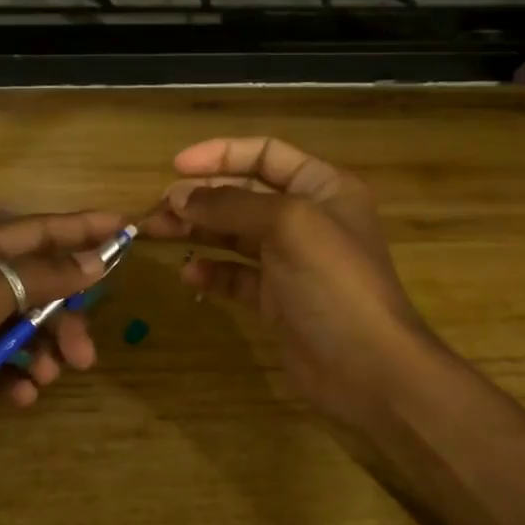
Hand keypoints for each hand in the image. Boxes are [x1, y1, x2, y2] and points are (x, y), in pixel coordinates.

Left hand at [0, 210, 123, 483]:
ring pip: (23, 330)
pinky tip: (18, 397)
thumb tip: (94, 260)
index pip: (34, 231)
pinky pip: (1, 365)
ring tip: (48, 379)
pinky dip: (15, 379)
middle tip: (85, 353)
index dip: (80, 230)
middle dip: (63, 317)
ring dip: (42, 353)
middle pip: (36, 287)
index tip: (125, 229)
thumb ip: (36, 277)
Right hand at [143, 137, 432, 439]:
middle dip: (200, 197)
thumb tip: (177, 196)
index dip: (221, 154)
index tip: (176, 166)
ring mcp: (291, 262)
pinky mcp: (278, 300)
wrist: (368, 369)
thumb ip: (231, 205)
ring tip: (158, 233)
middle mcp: (307, 219)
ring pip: (235, 235)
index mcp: (322, 187)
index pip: (266, 154)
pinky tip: (189, 275)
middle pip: (244, 195)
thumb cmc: (334, 284)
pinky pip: (236, 276)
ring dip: (198, 231)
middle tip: (157, 209)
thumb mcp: (287, 226)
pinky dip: (212, 272)